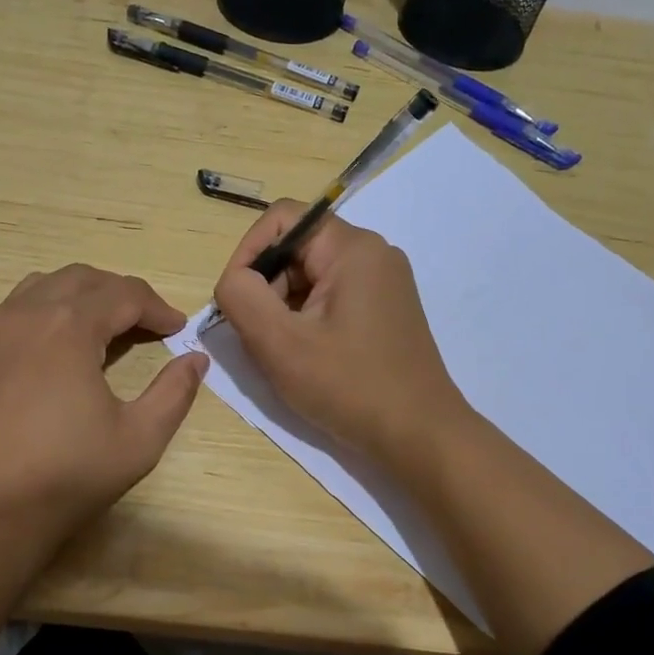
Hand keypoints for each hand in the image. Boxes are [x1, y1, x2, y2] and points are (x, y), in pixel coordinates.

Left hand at [0, 264, 208, 547]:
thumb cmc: (66, 475)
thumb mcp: (139, 439)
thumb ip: (174, 392)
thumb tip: (196, 359)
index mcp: (68, 326)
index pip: (125, 295)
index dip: (159, 309)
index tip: (180, 330)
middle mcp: (28, 313)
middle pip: (85, 279)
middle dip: (123, 294)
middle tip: (149, 325)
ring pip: (47, 284)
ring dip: (84, 294)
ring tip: (108, 326)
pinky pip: (20, 306)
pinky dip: (50, 307)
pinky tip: (63, 344)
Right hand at [212, 203, 468, 464]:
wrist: (420, 436)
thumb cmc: (349, 387)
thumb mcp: (280, 344)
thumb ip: (242, 298)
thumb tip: (233, 280)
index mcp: (353, 248)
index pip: (282, 218)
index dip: (248, 251)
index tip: (236, 299)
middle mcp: (373, 254)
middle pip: (296, 247)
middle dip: (266, 285)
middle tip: (259, 335)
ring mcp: (383, 282)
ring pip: (311, 276)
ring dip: (283, 307)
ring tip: (284, 352)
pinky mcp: (385, 309)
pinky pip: (331, 296)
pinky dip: (307, 319)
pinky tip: (307, 356)